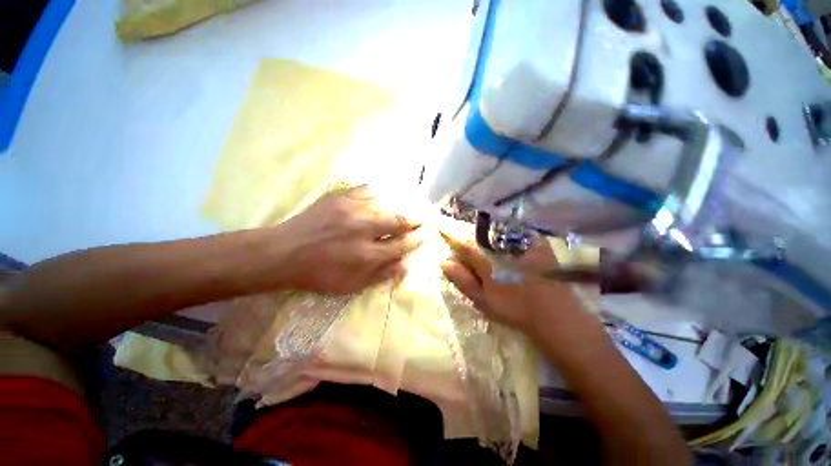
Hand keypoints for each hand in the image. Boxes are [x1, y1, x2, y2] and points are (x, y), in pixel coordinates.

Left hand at [275, 186, 423, 293]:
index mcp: (367, 254)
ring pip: (385, 204)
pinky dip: (377, 194)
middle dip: (413, 220)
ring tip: (404, 209)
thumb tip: (405, 266)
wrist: (284, 253)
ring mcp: (352, 211)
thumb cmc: (319, 274)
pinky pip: (366, 191)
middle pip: (398, 221)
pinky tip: (381, 198)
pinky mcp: (339, 199)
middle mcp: (364, 230)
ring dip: (398, 207)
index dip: (416, 240)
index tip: (423, 236)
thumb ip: (380, 275)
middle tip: (421, 219)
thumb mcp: (351, 285)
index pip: (402, 245)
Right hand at [440, 228, 581, 336]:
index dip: (451, 232)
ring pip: (495, 230)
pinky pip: (513, 231)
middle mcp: (503, 245)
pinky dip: (502, 232)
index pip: (464, 241)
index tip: (440, 224)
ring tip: (480, 239)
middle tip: (460, 235)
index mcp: (488, 259)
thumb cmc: (514, 308)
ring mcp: (521, 242)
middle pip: (479, 233)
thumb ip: (463, 280)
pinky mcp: (535, 243)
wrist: (555, 313)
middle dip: (468, 232)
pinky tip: (501, 241)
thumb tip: (444, 262)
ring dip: (484, 231)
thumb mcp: (483, 299)